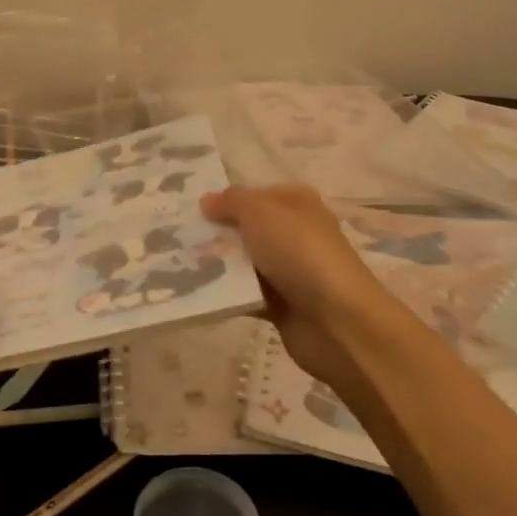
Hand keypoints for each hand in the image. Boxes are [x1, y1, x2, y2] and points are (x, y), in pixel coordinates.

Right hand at [199, 185, 391, 398]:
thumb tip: (207, 200)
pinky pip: (246, 295)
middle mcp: (295, 233)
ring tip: (181, 267)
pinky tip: (199, 294)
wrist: (337, 320)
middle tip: (179, 240)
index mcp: (297, 204)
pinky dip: (227, 295)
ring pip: (245, 263)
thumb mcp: (260, 213)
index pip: (255, 195)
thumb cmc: (300, 253)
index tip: (192, 212)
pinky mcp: (282, 306)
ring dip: (218, 266)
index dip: (225, 201)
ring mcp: (290, 271)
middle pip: (247, 229)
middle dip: (217, 235)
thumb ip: (231, 202)